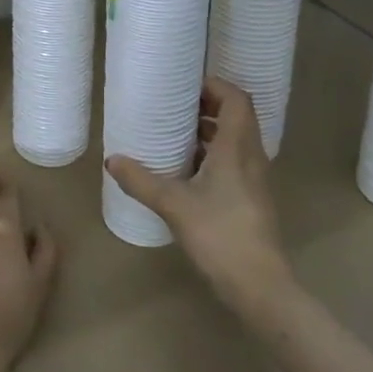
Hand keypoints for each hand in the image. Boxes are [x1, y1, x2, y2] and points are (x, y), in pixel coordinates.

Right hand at [106, 77, 290, 318]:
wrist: (260, 286)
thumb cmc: (220, 234)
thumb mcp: (173, 204)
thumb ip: (141, 180)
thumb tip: (112, 160)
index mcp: (237, 148)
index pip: (237, 100)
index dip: (215, 86)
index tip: (185, 85)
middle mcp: (251, 157)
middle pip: (237, 117)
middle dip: (208, 106)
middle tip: (175, 105)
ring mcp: (255, 180)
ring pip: (236, 140)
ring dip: (210, 131)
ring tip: (176, 133)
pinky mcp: (252, 199)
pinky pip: (234, 162)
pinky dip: (213, 154)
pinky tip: (187, 170)